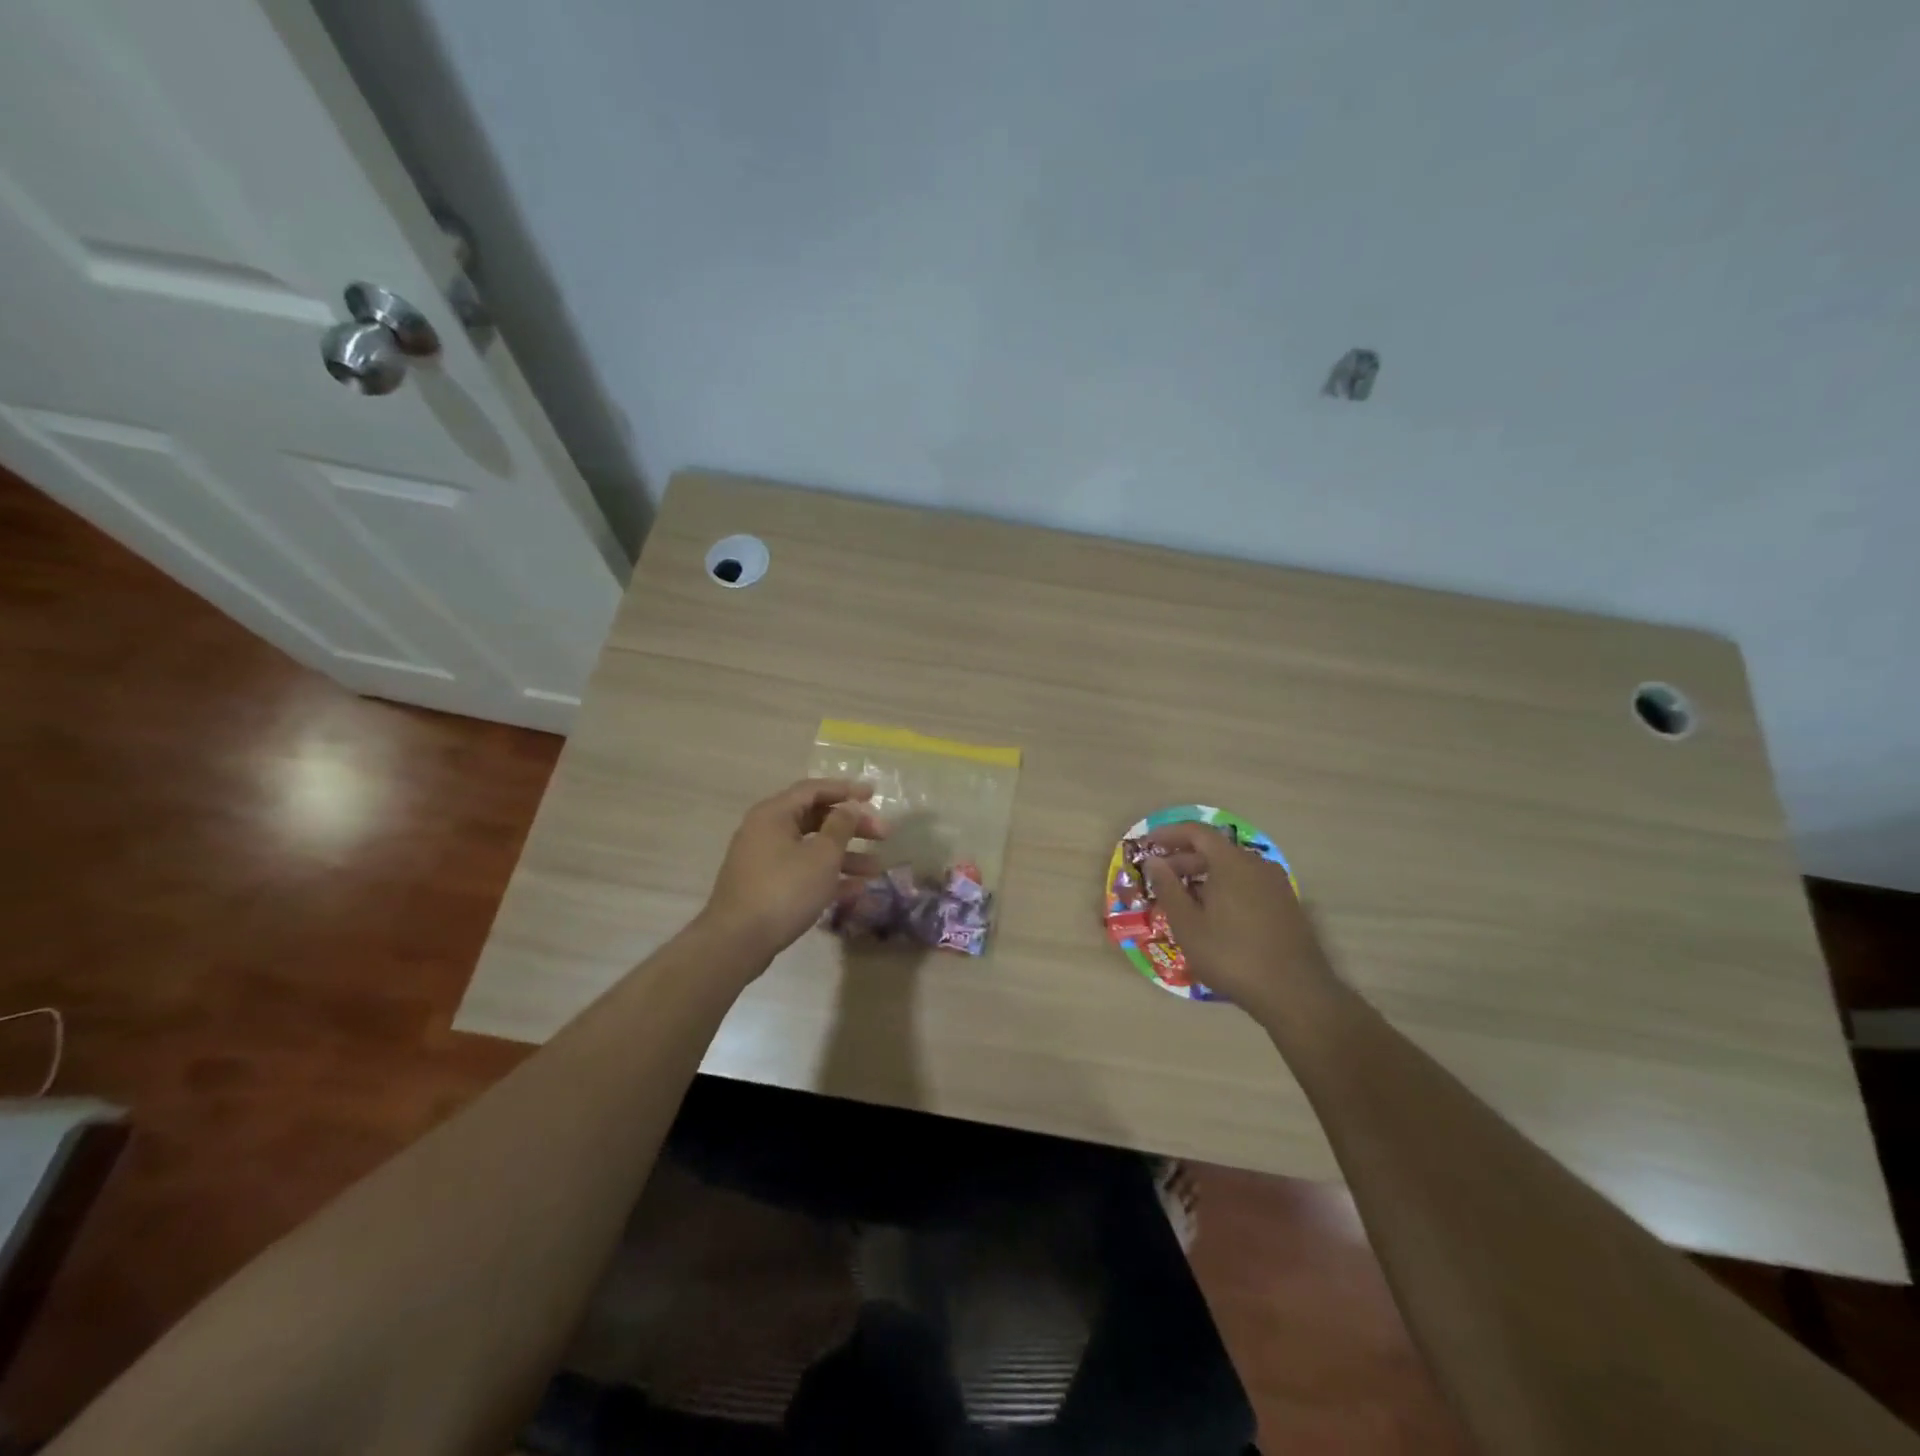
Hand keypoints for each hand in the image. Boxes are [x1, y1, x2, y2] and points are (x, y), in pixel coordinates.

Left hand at [698, 778, 888, 964]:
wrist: (737, 941)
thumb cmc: (784, 889)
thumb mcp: (822, 855)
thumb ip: (841, 826)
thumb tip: (849, 807)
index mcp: (774, 814)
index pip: (814, 789)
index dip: (846, 790)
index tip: (874, 795)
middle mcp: (766, 830)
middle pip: (815, 819)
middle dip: (851, 827)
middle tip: (883, 835)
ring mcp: (764, 860)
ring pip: (811, 848)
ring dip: (845, 855)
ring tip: (876, 869)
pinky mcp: (766, 886)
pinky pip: (802, 871)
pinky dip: (827, 875)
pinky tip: (856, 889)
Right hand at [1142, 822, 1335, 1021]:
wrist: (1295, 993)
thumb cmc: (1232, 956)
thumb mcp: (1188, 925)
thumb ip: (1168, 888)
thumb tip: (1153, 862)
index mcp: (1231, 862)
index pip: (1196, 832)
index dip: (1168, 834)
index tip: (1147, 845)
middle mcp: (1257, 864)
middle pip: (1214, 849)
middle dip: (1183, 859)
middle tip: (1160, 879)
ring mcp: (1275, 884)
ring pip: (1232, 868)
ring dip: (1203, 875)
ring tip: (1182, 899)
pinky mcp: (1286, 904)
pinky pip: (1247, 884)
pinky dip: (1224, 888)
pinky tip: (1213, 915)